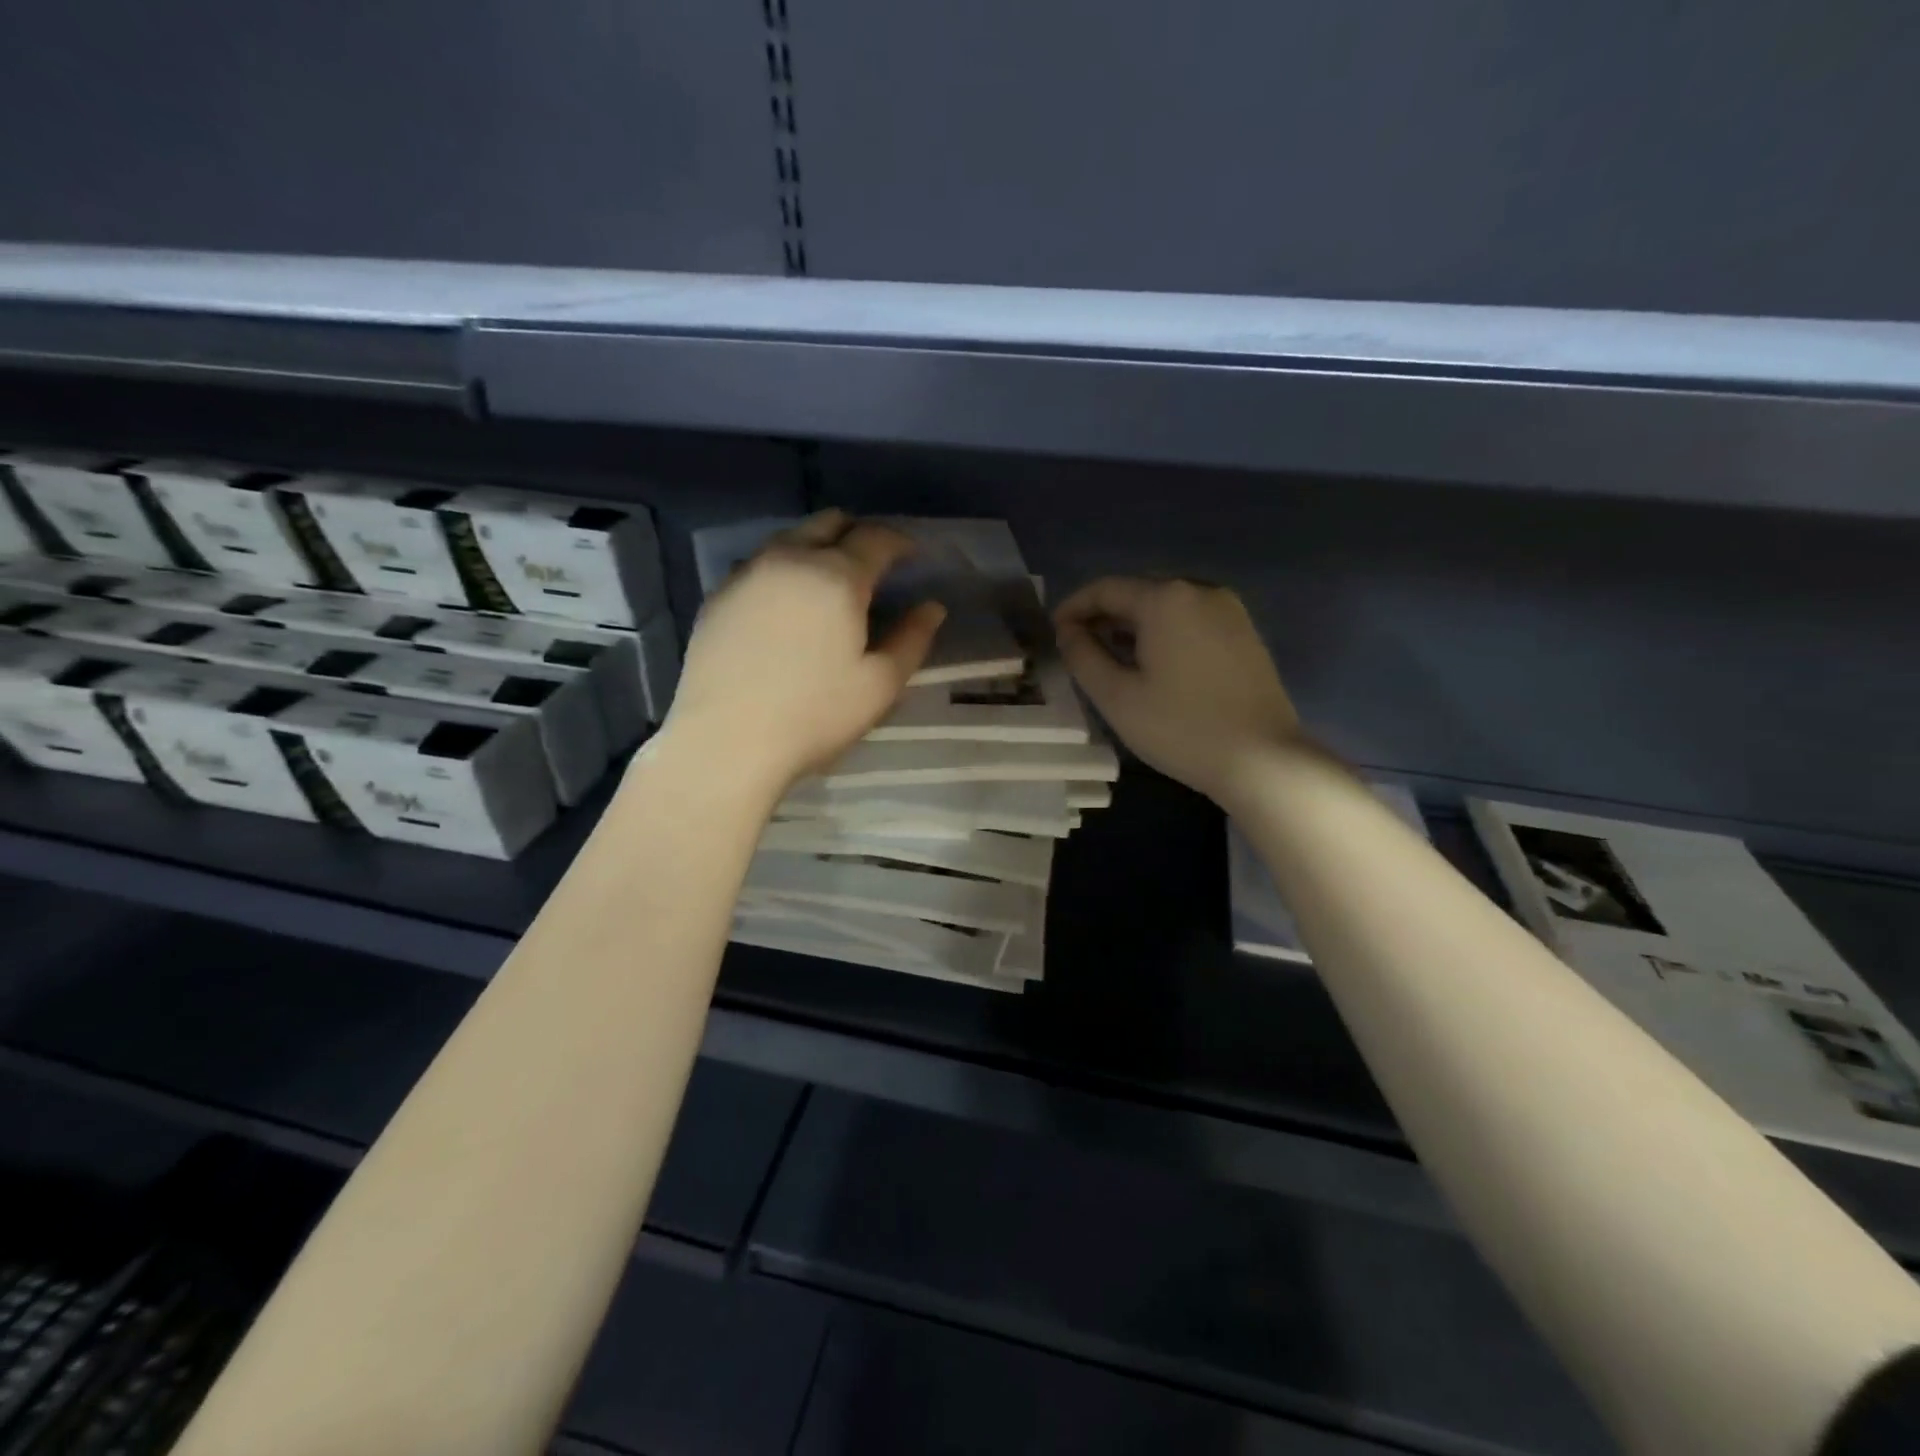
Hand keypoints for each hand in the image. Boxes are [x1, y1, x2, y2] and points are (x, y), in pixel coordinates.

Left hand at [661, 511, 946, 794]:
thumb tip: (931, 607)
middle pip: (828, 522)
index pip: (876, 538)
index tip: (912, 555)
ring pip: (789, 538)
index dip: (900, 541)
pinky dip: (783, 570)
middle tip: (872, 564)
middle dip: (857, 533)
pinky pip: (759, 564)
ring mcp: (747, 573)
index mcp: (837, 576)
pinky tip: (786, 605)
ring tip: (829, 582)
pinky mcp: (718, 595)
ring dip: (817, 547)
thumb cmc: (814, 714)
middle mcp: (790, 559)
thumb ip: (912, 640)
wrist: (725, 740)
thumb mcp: (879, 685)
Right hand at [1055, 577, 1299, 805]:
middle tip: (1079, 648)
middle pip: (1137, 592)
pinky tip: (1154, 665)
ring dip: (1133, 626)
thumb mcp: (1117, 696)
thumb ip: (1083, 656)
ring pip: (1166, 607)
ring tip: (1112, 659)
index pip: (1105, 589)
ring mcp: (1229, 610)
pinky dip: (1164, 634)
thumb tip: (1068, 631)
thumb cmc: (1180, 727)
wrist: (1262, 758)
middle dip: (1103, 616)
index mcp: (1165, 599)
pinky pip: (1191, 620)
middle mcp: (1199, 590)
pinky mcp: (1245, 632)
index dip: (1073, 608)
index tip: (1054, 634)